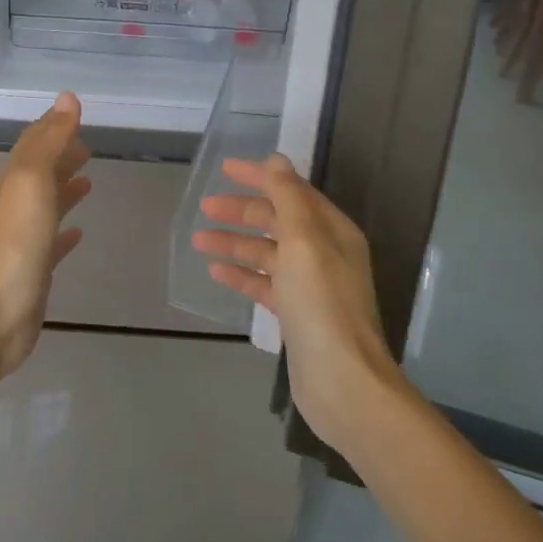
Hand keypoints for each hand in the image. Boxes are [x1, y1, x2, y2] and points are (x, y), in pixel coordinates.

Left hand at [0, 92, 91, 379]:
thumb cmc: (17, 242)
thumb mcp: (33, 181)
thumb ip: (51, 140)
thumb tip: (67, 98)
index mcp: (14, 182)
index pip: (33, 144)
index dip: (52, 127)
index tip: (73, 114)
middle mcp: (16, 206)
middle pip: (40, 173)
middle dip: (60, 156)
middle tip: (87, 146)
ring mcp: (24, 240)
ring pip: (46, 205)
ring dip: (64, 190)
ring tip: (87, 179)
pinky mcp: (35, 270)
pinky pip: (52, 243)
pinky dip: (65, 233)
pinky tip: (78, 235)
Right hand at [191, 154, 403, 456]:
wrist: (342, 381)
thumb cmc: (322, 303)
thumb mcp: (304, 241)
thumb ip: (288, 197)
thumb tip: (276, 160)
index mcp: (331, 230)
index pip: (291, 191)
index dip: (259, 177)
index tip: (224, 169)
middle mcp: (324, 253)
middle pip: (277, 220)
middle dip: (242, 211)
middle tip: (205, 207)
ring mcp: (310, 285)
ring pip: (266, 252)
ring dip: (235, 243)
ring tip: (200, 240)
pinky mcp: (296, 314)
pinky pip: (264, 283)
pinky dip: (242, 275)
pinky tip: (216, 273)